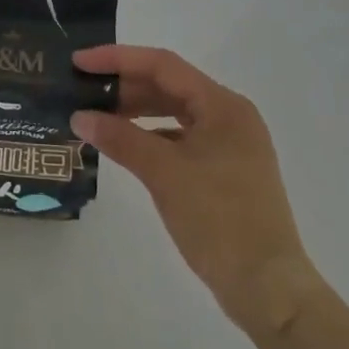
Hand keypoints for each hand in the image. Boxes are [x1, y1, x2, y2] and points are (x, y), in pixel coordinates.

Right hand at [73, 45, 320, 335]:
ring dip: (135, 110)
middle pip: (168, 85)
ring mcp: (229, 144)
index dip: (117, 59)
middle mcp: (229, 116)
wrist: (269, 290)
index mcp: (222, 105)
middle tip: (82, 89)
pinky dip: (151, 135)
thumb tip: (79, 116)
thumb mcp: (163, 173)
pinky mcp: (225, 170)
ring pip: (174, 112)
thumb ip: (120, 138)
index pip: (162, 65)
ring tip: (96, 115)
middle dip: (124, 85)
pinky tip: (124, 145)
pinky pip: (180, 137)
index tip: (80, 62)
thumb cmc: (219, 220)